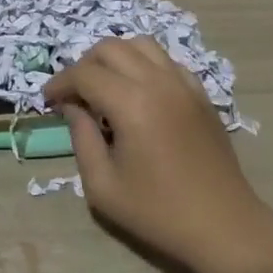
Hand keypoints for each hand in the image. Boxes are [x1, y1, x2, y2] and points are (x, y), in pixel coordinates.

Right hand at [44, 37, 272, 272]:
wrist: (224, 226)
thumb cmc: (159, 213)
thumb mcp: (103, 186)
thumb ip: (81, 139)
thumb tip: (73, 108)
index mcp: (131, 103)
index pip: (84, 74)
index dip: (60, 83)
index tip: (48, 100)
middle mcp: (157, 81)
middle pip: (110, 48)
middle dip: (84, 65)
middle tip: (74, 94)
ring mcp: (183, 83)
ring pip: (140, 45)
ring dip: (115, 57)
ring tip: (104, 85)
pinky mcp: (200, 93)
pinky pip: (166, 61)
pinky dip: (144, 64)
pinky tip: (139, 91)